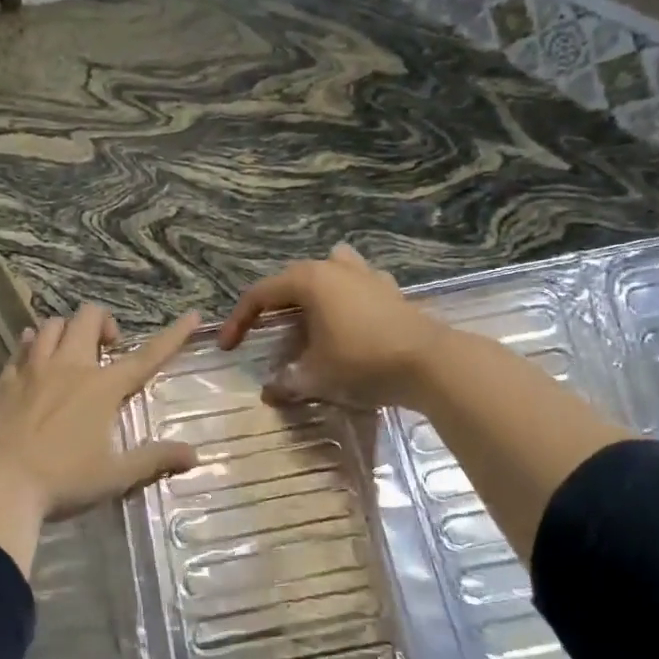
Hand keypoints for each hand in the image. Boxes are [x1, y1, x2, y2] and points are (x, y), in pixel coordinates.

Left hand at [0, 303, 201, 520]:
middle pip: (88, 318)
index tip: (193, 315)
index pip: (146, 356)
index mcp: (102, 387)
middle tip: (108, 349)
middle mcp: (70, 367)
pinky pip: (21, 347)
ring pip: (52, 325)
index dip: (173, 335)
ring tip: (71, 352)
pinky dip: (32, 344)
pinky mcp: (7, 380)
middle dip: (104, 322)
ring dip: (67, 330)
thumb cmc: (63, 480)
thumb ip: (154, 460)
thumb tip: (194, 455)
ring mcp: (34, 369)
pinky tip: (33, 355)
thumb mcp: (115, 475)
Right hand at [218, 244, 447, 408]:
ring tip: (308, 317)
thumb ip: (287, 381)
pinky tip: (350, 318)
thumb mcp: (316, 376)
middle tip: (265, 335)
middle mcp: (334, 268)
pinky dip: (346, 297)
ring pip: (329, 270)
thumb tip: (269, 391)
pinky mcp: (390, 289)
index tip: (228, 348)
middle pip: (291, 280)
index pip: (259, 295)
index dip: (238, 321)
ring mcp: (366, 274)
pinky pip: (358, 283)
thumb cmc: (362, 361)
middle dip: (274, 307)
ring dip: (313, 291)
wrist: (429, 363)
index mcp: (308, 281)